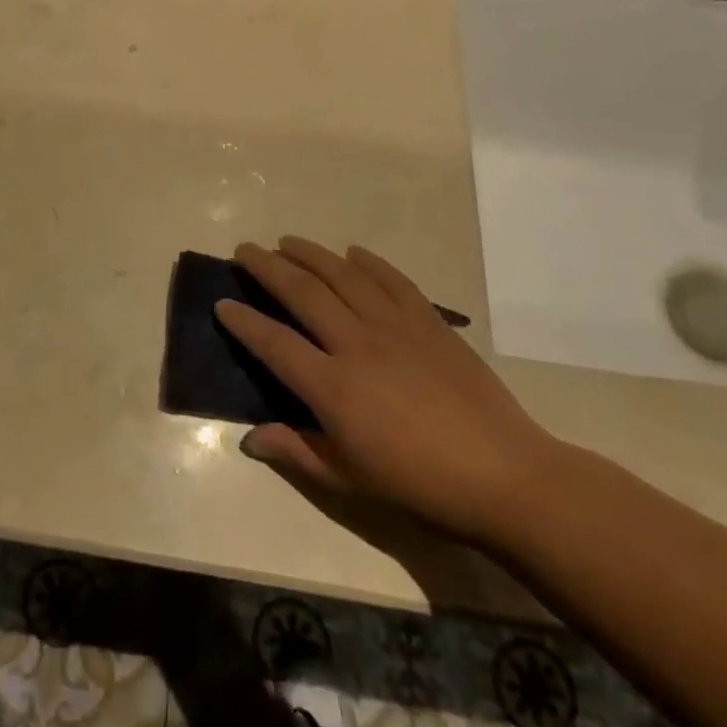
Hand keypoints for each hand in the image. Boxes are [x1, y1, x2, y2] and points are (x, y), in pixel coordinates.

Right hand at [218, 238, 555, 551]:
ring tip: (287, 241)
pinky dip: (368, 261)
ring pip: (341, 275)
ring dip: (309, 253)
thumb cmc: (420, 485)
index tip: (221, 303)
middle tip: (244, 250)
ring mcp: (395, 326)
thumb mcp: (350, 480)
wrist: (505, 476)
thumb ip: (296, 451)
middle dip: (266, 267)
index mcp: (332, 387)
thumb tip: (249, 438)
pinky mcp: (428, 321)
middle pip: (301, 292)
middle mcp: (356, 344)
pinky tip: (352, 252)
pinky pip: (391, 279)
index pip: (273, 342)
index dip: (243, 321)